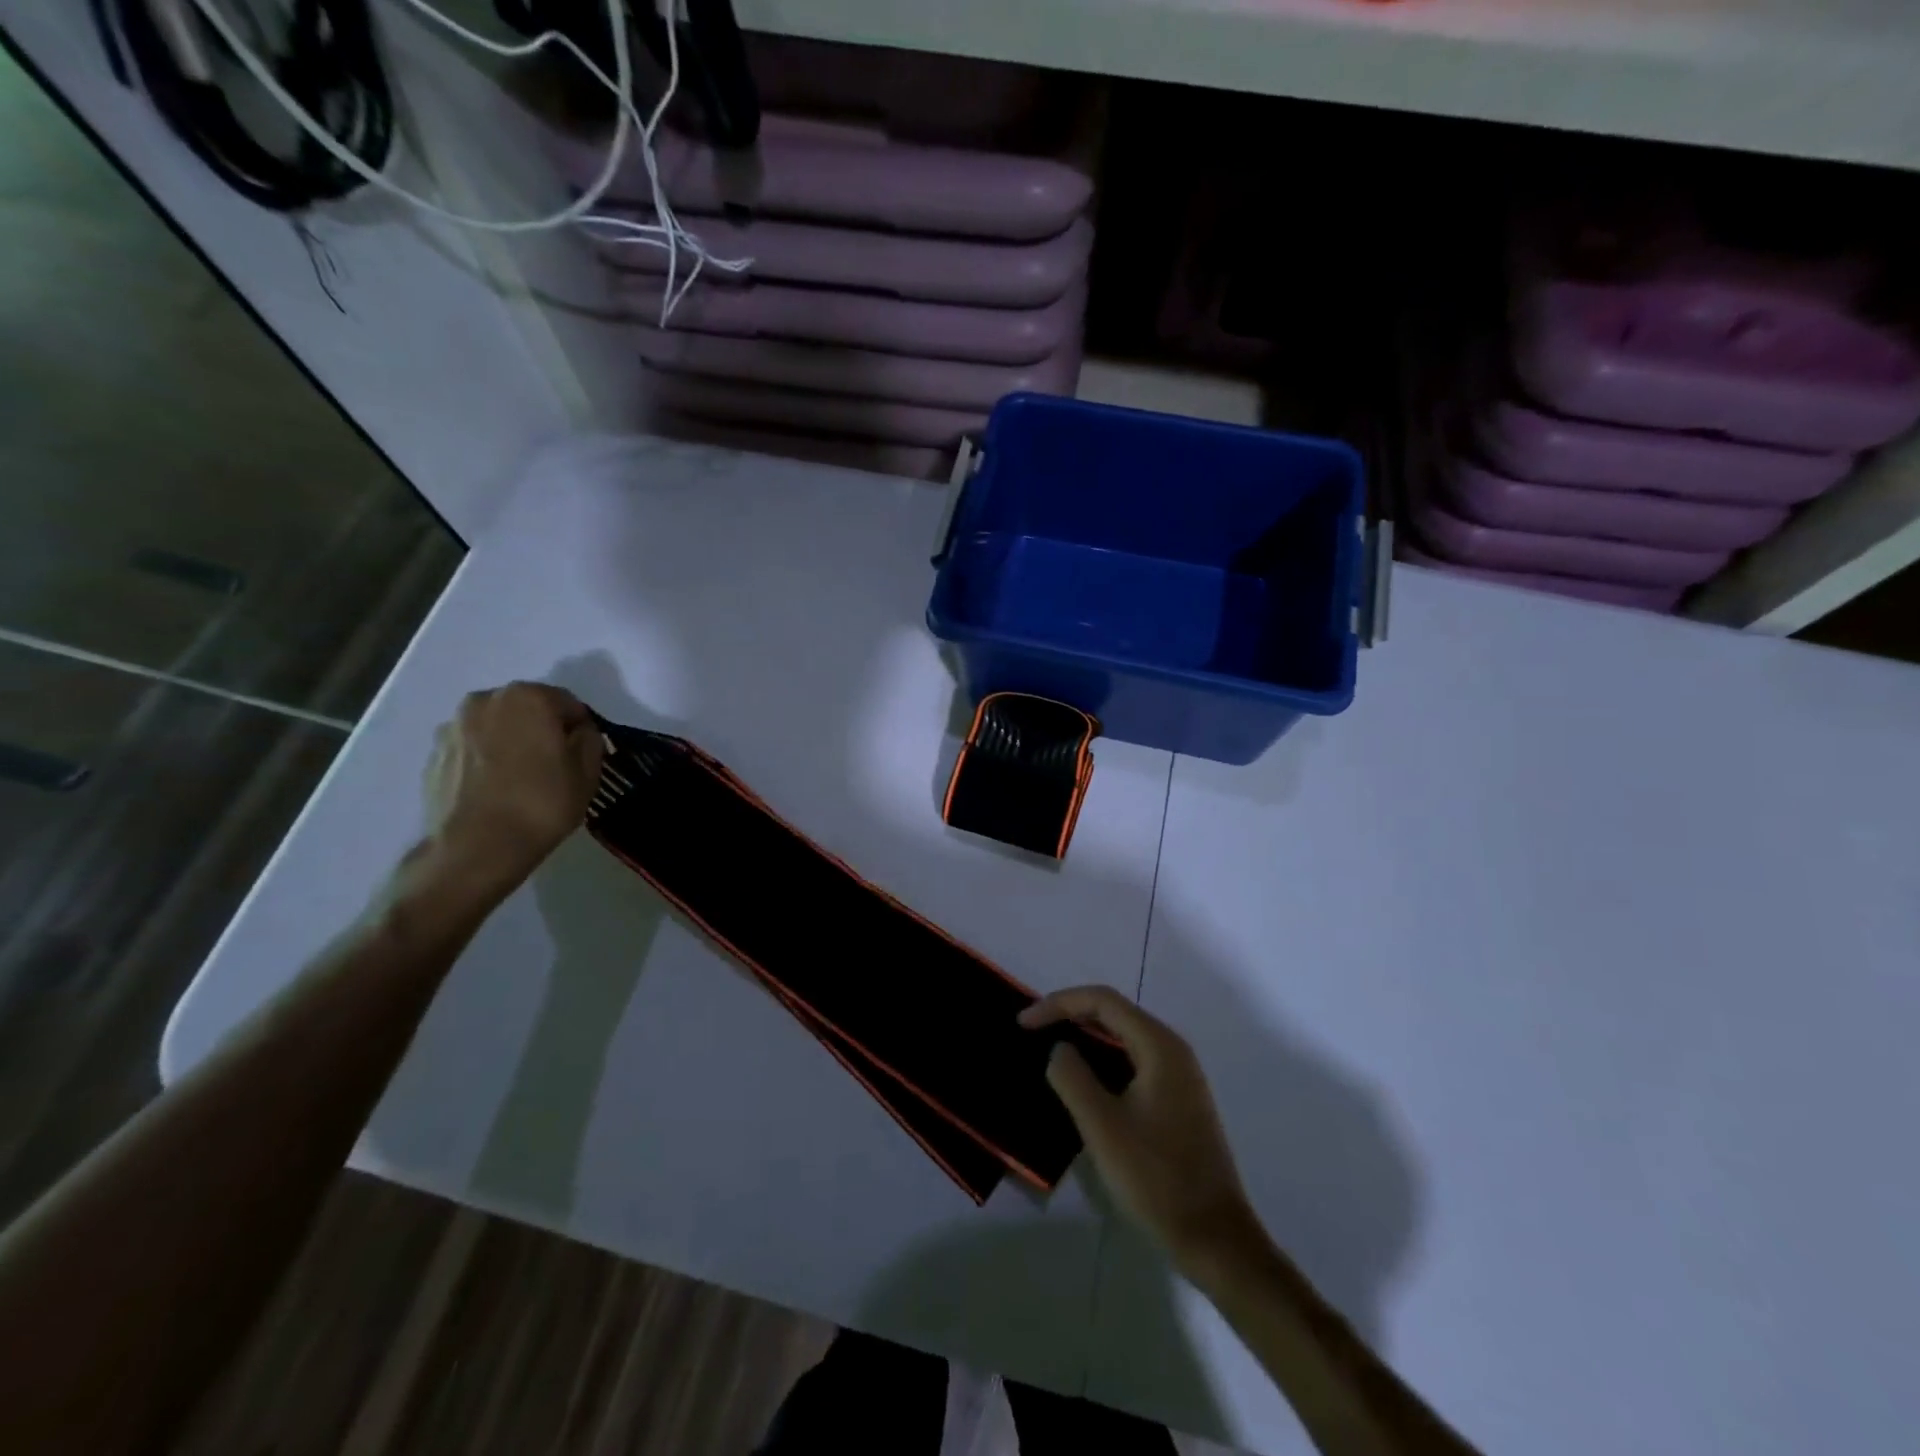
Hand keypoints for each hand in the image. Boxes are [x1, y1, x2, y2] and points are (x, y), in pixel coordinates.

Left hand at [423, 682, 603, 895]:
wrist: (475, 848)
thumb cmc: (541, 804)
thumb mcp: (588, 773)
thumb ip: (590, 740)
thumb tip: (579, 733)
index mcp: (528, 697)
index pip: (568, 704)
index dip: (580, 730)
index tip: (582, 756)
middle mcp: (485, 700)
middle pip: (527, 709)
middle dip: (542, 730)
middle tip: (553, 765)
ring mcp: (453, 727)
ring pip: (496, 727)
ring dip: (511, 743)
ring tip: (521, 780)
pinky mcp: (433, 754)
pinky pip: (472, 749)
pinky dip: (486, 760)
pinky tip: (495, 790)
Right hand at [1020, 985, 1261, 1280]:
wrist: (1215, 1239)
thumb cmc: (1156, 1179)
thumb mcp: (1102, 1127)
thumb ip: (1073, 1077)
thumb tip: (1059, 1048)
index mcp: (1159, 1045)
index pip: (1102, 1001)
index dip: (1058, 1003)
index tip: (1023, 1023)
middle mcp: (1172, 1050)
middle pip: (1114, 1013)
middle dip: (1070, 1015)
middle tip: (1031, 1031)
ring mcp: (1179, 1076)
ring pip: (1123, 1038)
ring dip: (1085, 1038)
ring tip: (1048, 1051)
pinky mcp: (1177, 1100)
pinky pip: (1132, 1062)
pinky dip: (1102, 1061)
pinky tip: (1081, 1082)